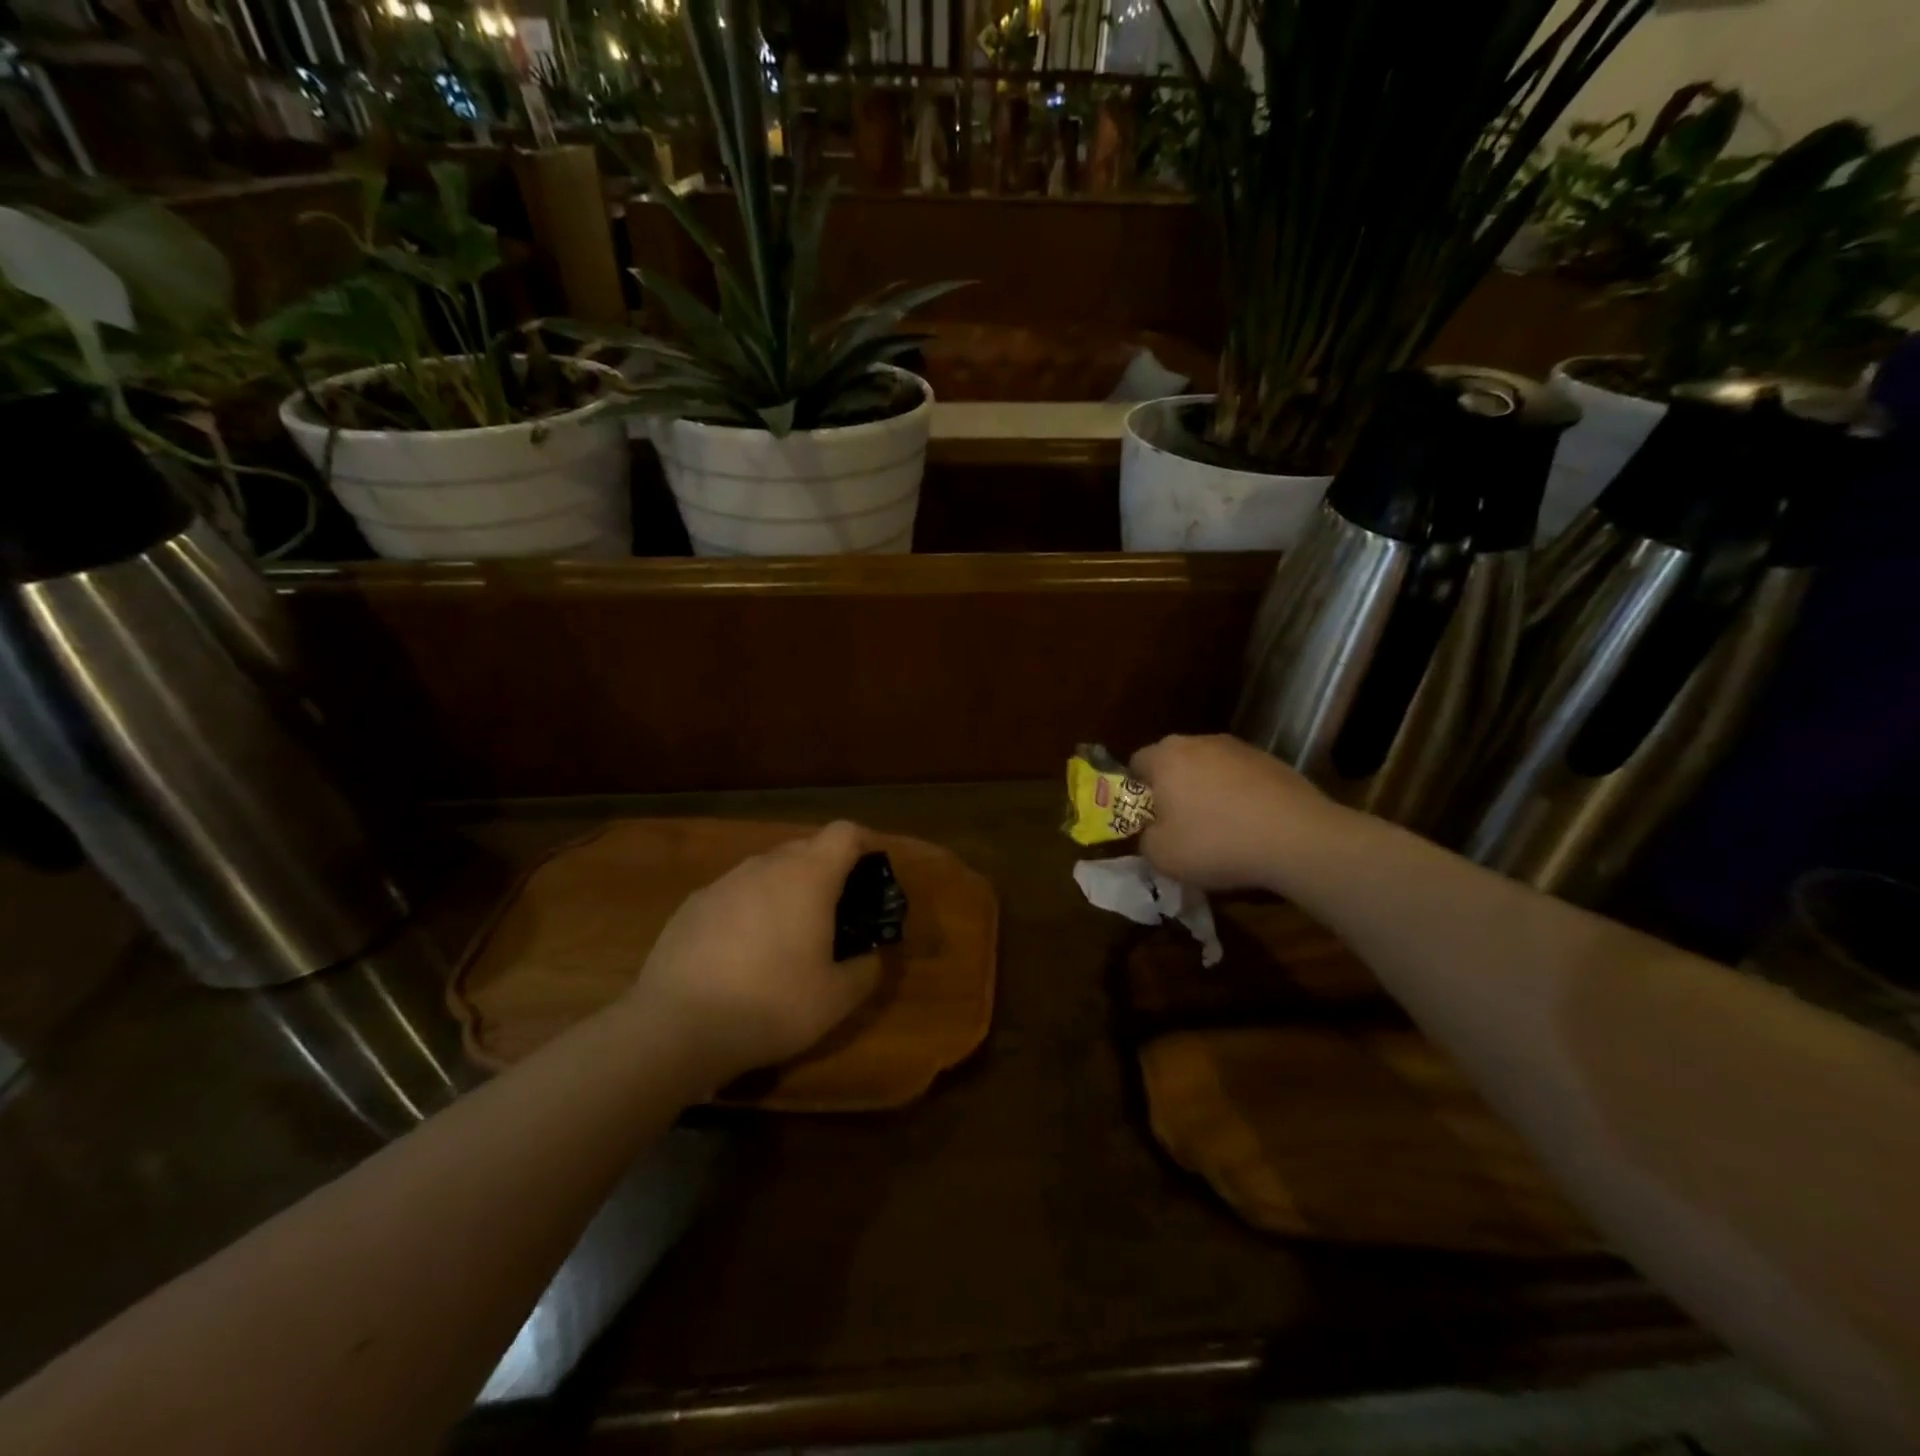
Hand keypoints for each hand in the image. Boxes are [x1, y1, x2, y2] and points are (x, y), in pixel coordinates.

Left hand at [625, 821, 881, 1089]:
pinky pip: (734, 894)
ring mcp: (724, 882)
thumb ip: (866, 970)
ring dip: (784, 891)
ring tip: (785, 939)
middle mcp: (766, 866)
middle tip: (834, 916)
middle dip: (826, 872)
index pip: (845, 833)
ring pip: (767, 870)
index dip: (863, 846)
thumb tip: (871, 957)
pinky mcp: (691, 904)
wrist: (677, 1027)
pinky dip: (748, 910)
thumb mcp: (836, 999)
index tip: (870, 877)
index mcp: (809, 877)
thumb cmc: (771, 1005)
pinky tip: (739, 955)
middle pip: (806, 848)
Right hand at [1129, 734, 1340, 892]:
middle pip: (1174, 762)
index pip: (1136, 763)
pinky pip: (1242, 778)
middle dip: (1173, 789)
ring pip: (1210, 768)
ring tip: (1220, 829)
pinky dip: (1240, 797)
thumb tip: (1153, 832)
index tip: (1146, 819)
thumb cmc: (1216, 843)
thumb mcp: (1161, 856)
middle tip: (1178, 825)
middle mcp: (1200, 742)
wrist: (1297, 839)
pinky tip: (1251, 828)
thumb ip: (1145, 839)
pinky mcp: (1273, 762)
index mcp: (1166, 757)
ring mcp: (1240, 748)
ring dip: (1208, 791)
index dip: (1136, 792)